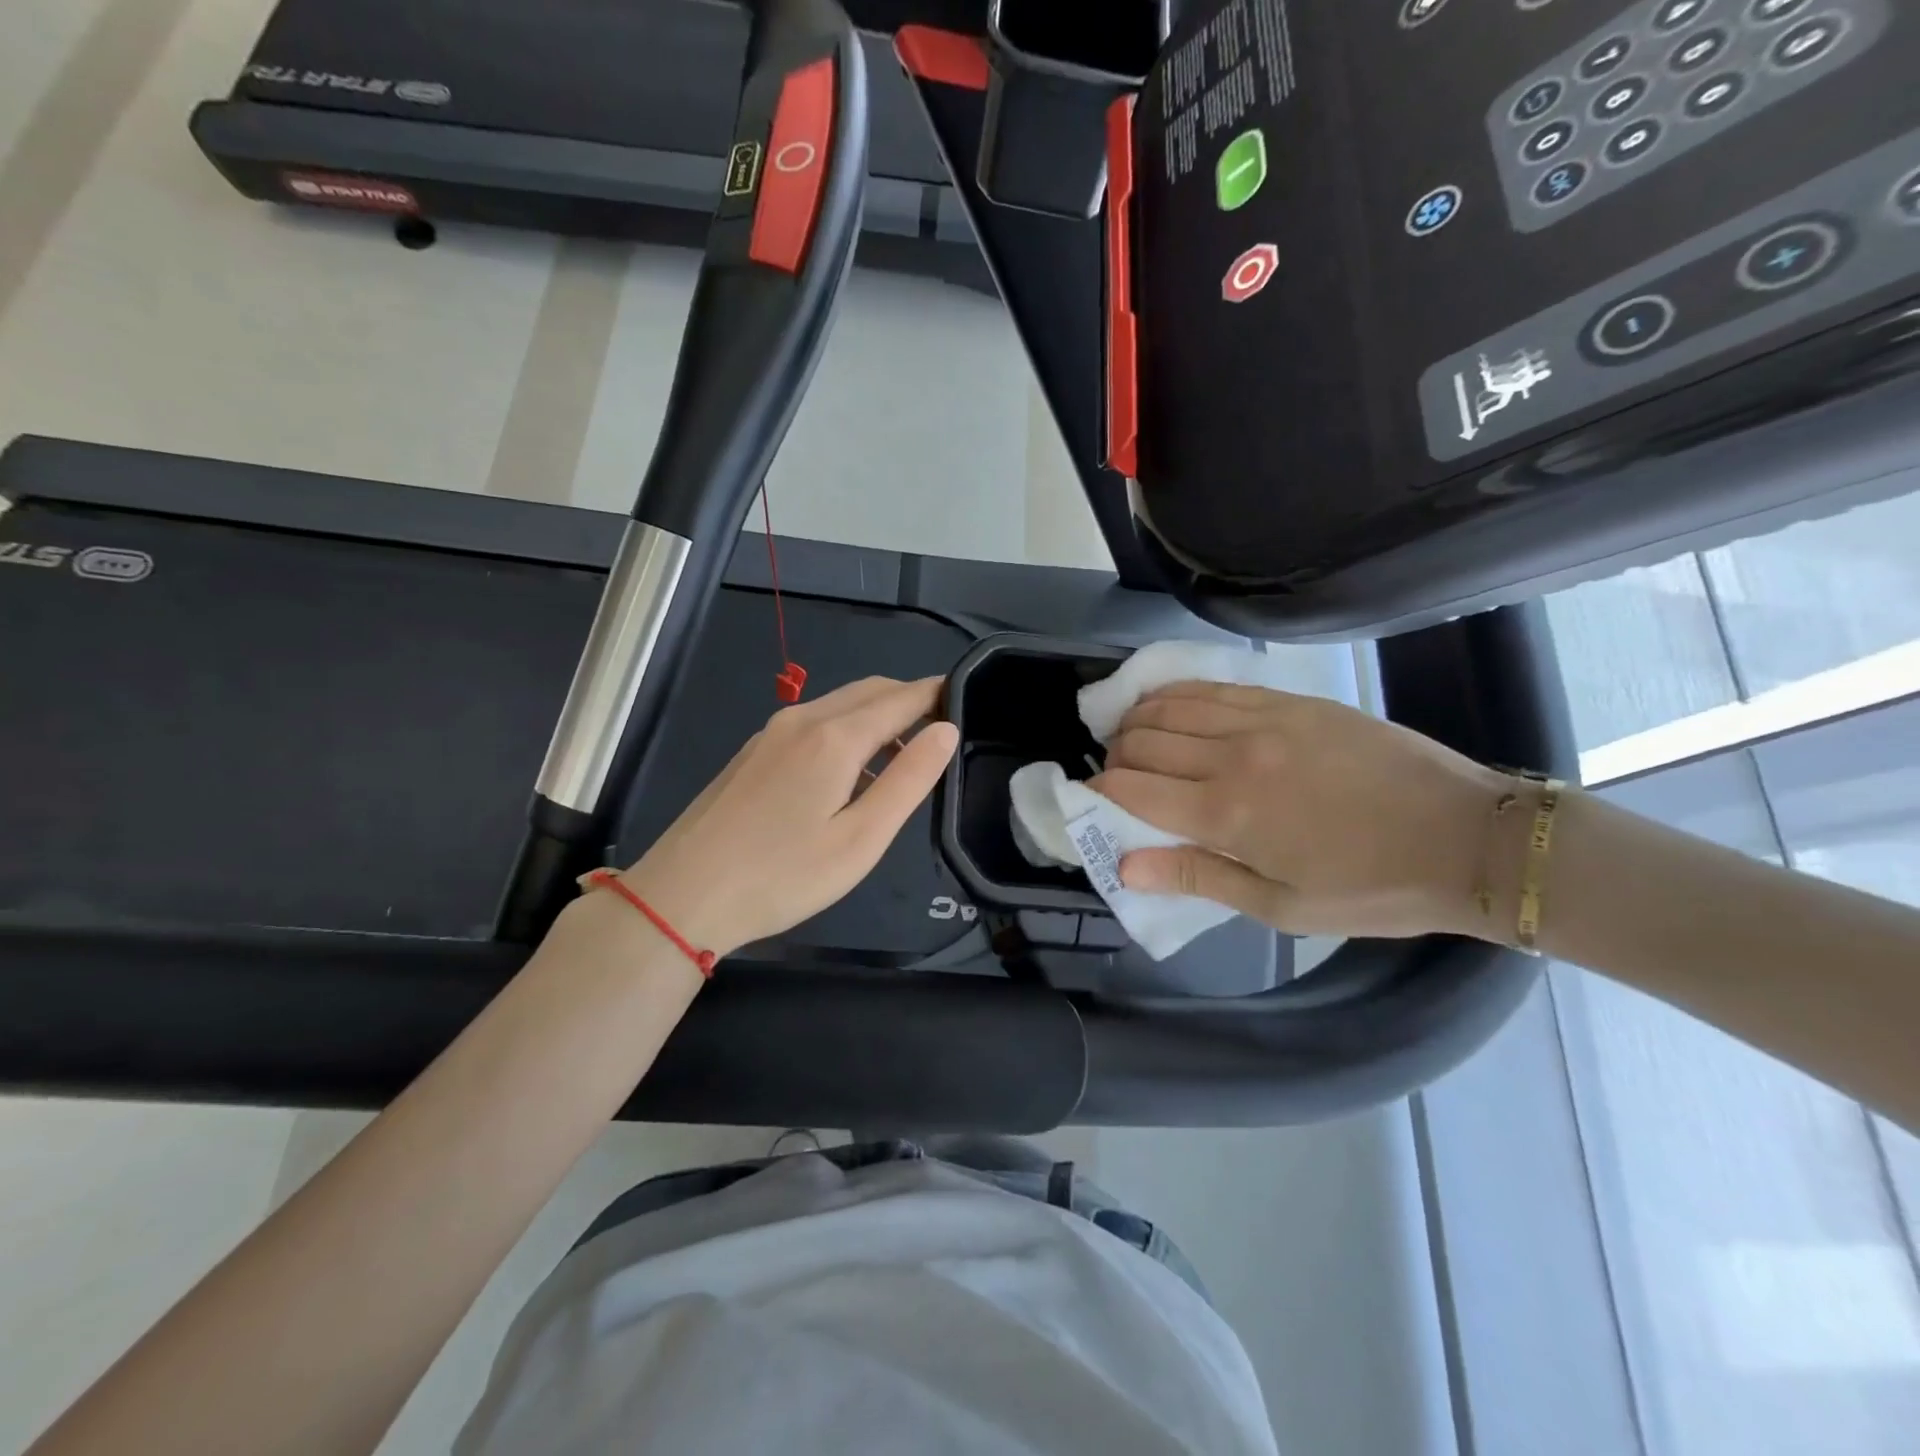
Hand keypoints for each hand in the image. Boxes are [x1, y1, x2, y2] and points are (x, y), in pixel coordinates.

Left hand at [615, 676, 958, 957]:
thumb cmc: (783, 875)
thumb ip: (909, 780)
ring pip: (840, 705)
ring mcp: (772, 733)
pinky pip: (814, 724)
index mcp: (835, 736)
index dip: (937, 694)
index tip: (967, 700)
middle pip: (870, 692)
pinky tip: (849, 775)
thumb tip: (946, 730)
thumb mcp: (861, 837)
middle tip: (941, 734)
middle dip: (910, 702)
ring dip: (878, 718)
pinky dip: (847, 731)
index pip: (902, 698)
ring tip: (903, 761)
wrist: (683, 895)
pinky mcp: (754, 752)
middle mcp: (803, 719)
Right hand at [1092, 682, 1509, 939]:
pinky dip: (1176, 696)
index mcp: (1228, 814)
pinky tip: (1172, 709)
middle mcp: (1234, 756)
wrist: (1467, 838)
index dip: (1100, 794)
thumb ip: (1197, 877)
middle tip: (1121, 781)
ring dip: (1139, 723)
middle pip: (1141, 741)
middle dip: (1115, 759)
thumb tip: (1124, 865)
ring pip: (1169, 705)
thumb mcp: (1282, 907)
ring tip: (1138, 742)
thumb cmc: (1372, 888)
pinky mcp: (1291, 701)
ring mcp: (1264, 719)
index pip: (1131, 788)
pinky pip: (1213, 687)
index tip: (1096, 803)